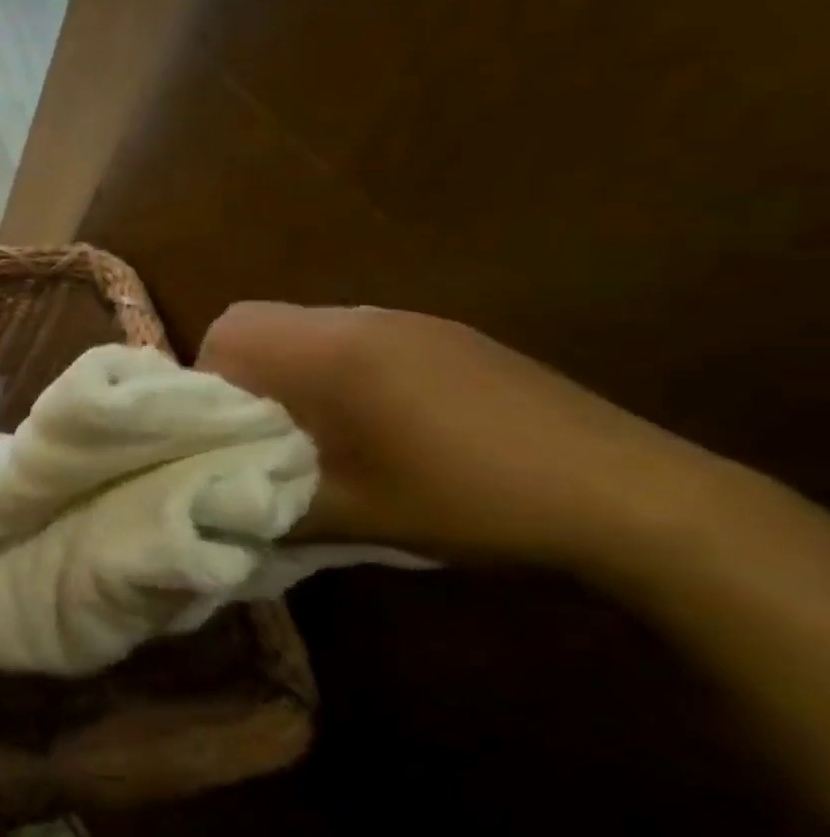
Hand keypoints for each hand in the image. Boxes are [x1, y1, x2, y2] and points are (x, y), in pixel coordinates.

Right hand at [193, 302, 715, 572]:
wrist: (629, 497)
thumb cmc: (467, 501)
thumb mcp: (350, 516)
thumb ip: (265, 503)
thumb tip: (213, 504)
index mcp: (330, 352)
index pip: (225, 338)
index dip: (207, 386)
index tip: (224, 438)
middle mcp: (360, 320)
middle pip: (258, 323)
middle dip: (240, 375)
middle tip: (259, 436)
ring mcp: (409, 322)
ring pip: (307, 328)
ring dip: (291, 373)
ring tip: (317, 435)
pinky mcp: (449, 337)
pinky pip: (358, 338)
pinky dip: (338, 371)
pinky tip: (380, 426)